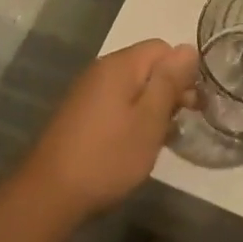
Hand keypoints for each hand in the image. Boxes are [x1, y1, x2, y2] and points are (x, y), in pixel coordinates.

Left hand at [20, 40, 197, 218]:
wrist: (50, 193)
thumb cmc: (109, 156)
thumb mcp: (149, 119)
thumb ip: (169, 81)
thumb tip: (189, 48)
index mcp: (120, 65)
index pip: (162, 48)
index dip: (182, 72)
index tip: (191, 104)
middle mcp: (102, 69)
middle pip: (146, 66)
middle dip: (168, 90)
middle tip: (180, 123)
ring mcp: (88, 91)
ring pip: (132, 86)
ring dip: (151, 106)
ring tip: (159, 138)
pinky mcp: (80, 112)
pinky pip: (116, 102)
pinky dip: (131, 117)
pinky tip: (134, 144)